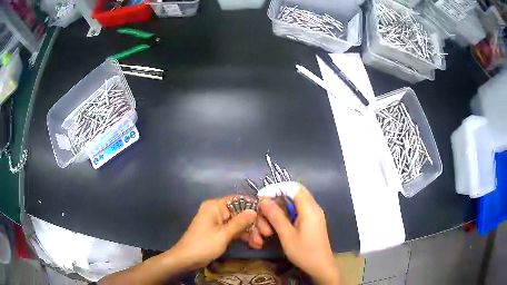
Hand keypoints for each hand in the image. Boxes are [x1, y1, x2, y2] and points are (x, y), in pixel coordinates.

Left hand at [172, 197, 259, 268]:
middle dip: (253, 224)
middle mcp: (217, 211)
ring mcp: (218, 222)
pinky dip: (243, 237)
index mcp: (215, 206)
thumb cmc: (204, 244)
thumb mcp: (224, 234)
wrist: (186, 259)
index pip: (238, 201)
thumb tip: (254, 211)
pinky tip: (254, 244)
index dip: (253, 207)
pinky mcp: (219, 231)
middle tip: (267, 234)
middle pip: (240, 213)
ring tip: (260, 243)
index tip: (267, 215)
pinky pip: (234, 231)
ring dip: (250, 232)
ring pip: (239, 223)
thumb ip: (240, 222)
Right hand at [259, 186, 339, 283]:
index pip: (292, 187)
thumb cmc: (304, 252)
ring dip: (276, 215)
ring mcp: (312, 215)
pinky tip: (275, 230)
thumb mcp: (287, 235)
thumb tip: (264, 200)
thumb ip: (275, 216)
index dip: (276, 189)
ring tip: (266, 232)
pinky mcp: (310, 222)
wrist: (320, 267)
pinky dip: (283, 219)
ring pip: (291, 206)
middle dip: (274, 206)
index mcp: (309, 208)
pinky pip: (295, 214)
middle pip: (290, 196)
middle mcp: (312, 208)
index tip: (262, 199)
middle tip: (263, 220)